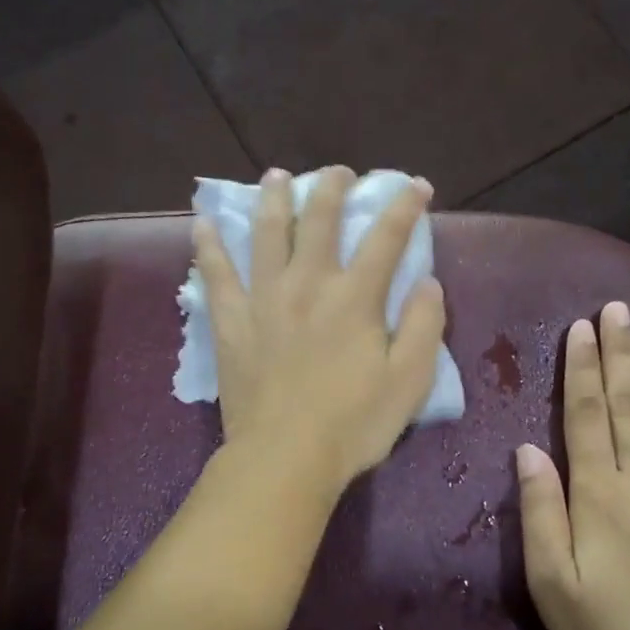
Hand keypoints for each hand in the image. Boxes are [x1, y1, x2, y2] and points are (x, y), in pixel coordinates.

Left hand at [194, 167, 446, 495]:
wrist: (284, 457)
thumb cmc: (353, 424)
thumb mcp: (409, 381)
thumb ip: (423, 326)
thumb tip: (427, 282)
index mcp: (354, 297)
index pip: (386, 238)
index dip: (404, 206)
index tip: (415, 185)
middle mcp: (308, 284)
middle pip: (320, 221)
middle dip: (333, 188)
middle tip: (339, 172)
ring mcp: (264, 299)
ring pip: (267, 234)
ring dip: (275, 199)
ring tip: (277, 176)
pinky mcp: (231, 322)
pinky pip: (215, 275)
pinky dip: (208, 247)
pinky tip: (202, 225)